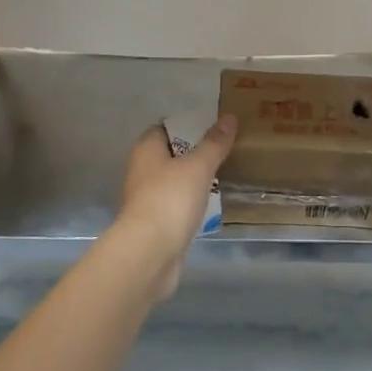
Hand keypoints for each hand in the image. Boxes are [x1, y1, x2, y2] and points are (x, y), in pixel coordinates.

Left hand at [111, 115, 236, 298]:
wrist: (150, 252)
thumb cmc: (171, 199)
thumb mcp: (199, 166)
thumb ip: (214, 143)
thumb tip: (229, 117)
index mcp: (146, 150)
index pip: (164, 128)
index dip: (188, 125)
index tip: (214, 126)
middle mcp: (142, 171)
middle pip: (170, 154)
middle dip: (195, 153)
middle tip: (225, 149)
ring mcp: (147, 199)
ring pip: (175, 181)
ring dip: (194, 179)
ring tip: (224, 173)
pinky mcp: (155, 223)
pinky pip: (177, 204)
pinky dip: (192, 202)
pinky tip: (211, 203)